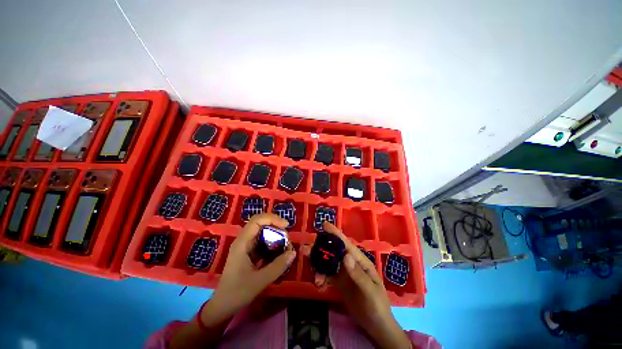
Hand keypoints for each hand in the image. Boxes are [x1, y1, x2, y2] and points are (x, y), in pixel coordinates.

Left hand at [200, 213, 296, 326]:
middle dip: (276, 228)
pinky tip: (279, 253)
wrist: (222, 307)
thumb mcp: (260, 281)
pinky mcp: (249, 253)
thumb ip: (278, 266)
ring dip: (276, 236)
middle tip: (287, 239)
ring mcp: (246, 246)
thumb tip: (293, 252)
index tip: (286, 226)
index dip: (272, 218)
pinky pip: (263, 242)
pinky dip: (273, 244)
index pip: (257, 220)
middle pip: (261, 224)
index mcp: (242, 243)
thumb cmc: (237, 293)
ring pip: (263, 233)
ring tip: (285, 246)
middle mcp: (244, 241)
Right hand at [311, 222, 410, 348]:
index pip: (346, 244)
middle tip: (305, 250)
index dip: (335, 233)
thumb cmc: (377, 306)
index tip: (324, 225)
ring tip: (315, 278)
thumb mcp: (370, 291)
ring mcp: (343, 272)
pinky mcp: (339, 282)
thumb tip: (345, 255)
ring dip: (318, 266)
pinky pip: (327, 275)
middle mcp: (350, 263)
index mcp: (359, 260)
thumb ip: (358, 274)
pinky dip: (321, 277)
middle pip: (333, 251)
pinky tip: (319, 286)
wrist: (376, 326)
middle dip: (319, 249)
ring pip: (327, 262)